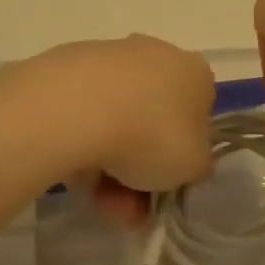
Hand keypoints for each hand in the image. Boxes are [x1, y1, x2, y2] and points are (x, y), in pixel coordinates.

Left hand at [0, 36, 215, 223]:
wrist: (78, 107)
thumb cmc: (153, 134)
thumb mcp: (194, 166)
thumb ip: (194, 164)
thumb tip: (185, 160)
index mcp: (193, 72)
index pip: (196, 114)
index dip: (182, 155)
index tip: (165, 185)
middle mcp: (154, 55)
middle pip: (151, 122)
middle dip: (139, 170)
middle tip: (126, 208)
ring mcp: (110, 58)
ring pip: (116, 122)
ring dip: (109, 168)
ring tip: (97, 202)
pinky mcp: (68, 67)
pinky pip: (84, 115)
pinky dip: (82, 146)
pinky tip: (73, 173)